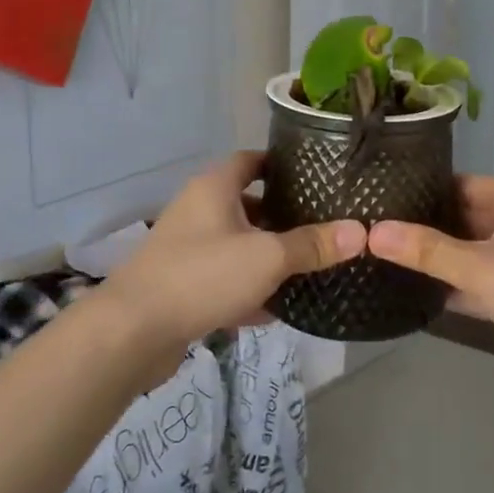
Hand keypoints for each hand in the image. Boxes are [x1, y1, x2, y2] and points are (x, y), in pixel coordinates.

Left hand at [97, 152, 363, 378]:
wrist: (132, 332)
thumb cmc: (202, 276)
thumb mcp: (267, 257)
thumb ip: (313, 245)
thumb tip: (361, 232)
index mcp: (214, 188)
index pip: (252, 160)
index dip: (282, 165)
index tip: (317, 177)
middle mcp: (198, 210)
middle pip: (248, 203)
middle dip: (283, 215)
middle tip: (323, 225)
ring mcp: (187, 249)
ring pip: (237, 244)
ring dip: (267, 255)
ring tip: (308, 265)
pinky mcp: (182, 284)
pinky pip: (224, 278)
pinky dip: (248, 288)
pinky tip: (276, 309)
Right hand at [367, 178, 493, 391]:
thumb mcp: (480, 268)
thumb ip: (426, 251)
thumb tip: (372, 232)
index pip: (456, 184)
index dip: (419, 191)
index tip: (377, 201)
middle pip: (460, 218)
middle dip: (422, 229)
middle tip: (370, 234)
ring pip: (468, 252)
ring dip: (436, 261)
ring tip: (383, 261)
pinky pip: (478, 281)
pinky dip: (454, 287)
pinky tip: (415, 294)